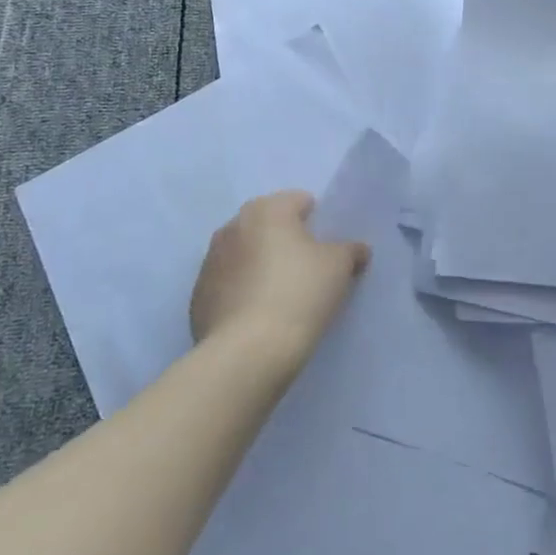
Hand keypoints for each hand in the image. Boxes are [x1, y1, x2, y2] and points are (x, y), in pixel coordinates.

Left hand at [190, 191, 370, 371]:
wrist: (247, 353)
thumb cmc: (299, 294)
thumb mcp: (338, 267)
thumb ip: (349, 250)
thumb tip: (357, 249)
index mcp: (267, 210)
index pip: (299, 201)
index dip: (317, 221)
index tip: (327, 249)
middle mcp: (233, 226)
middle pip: (268, 225)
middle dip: (285, 241)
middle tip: (307, 270)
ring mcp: (210, 261)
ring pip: (245, 254)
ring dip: (260, 265)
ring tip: (281, 296)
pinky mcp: (198, 296)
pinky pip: (228, 284)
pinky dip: (242, 291)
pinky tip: (258, 316)